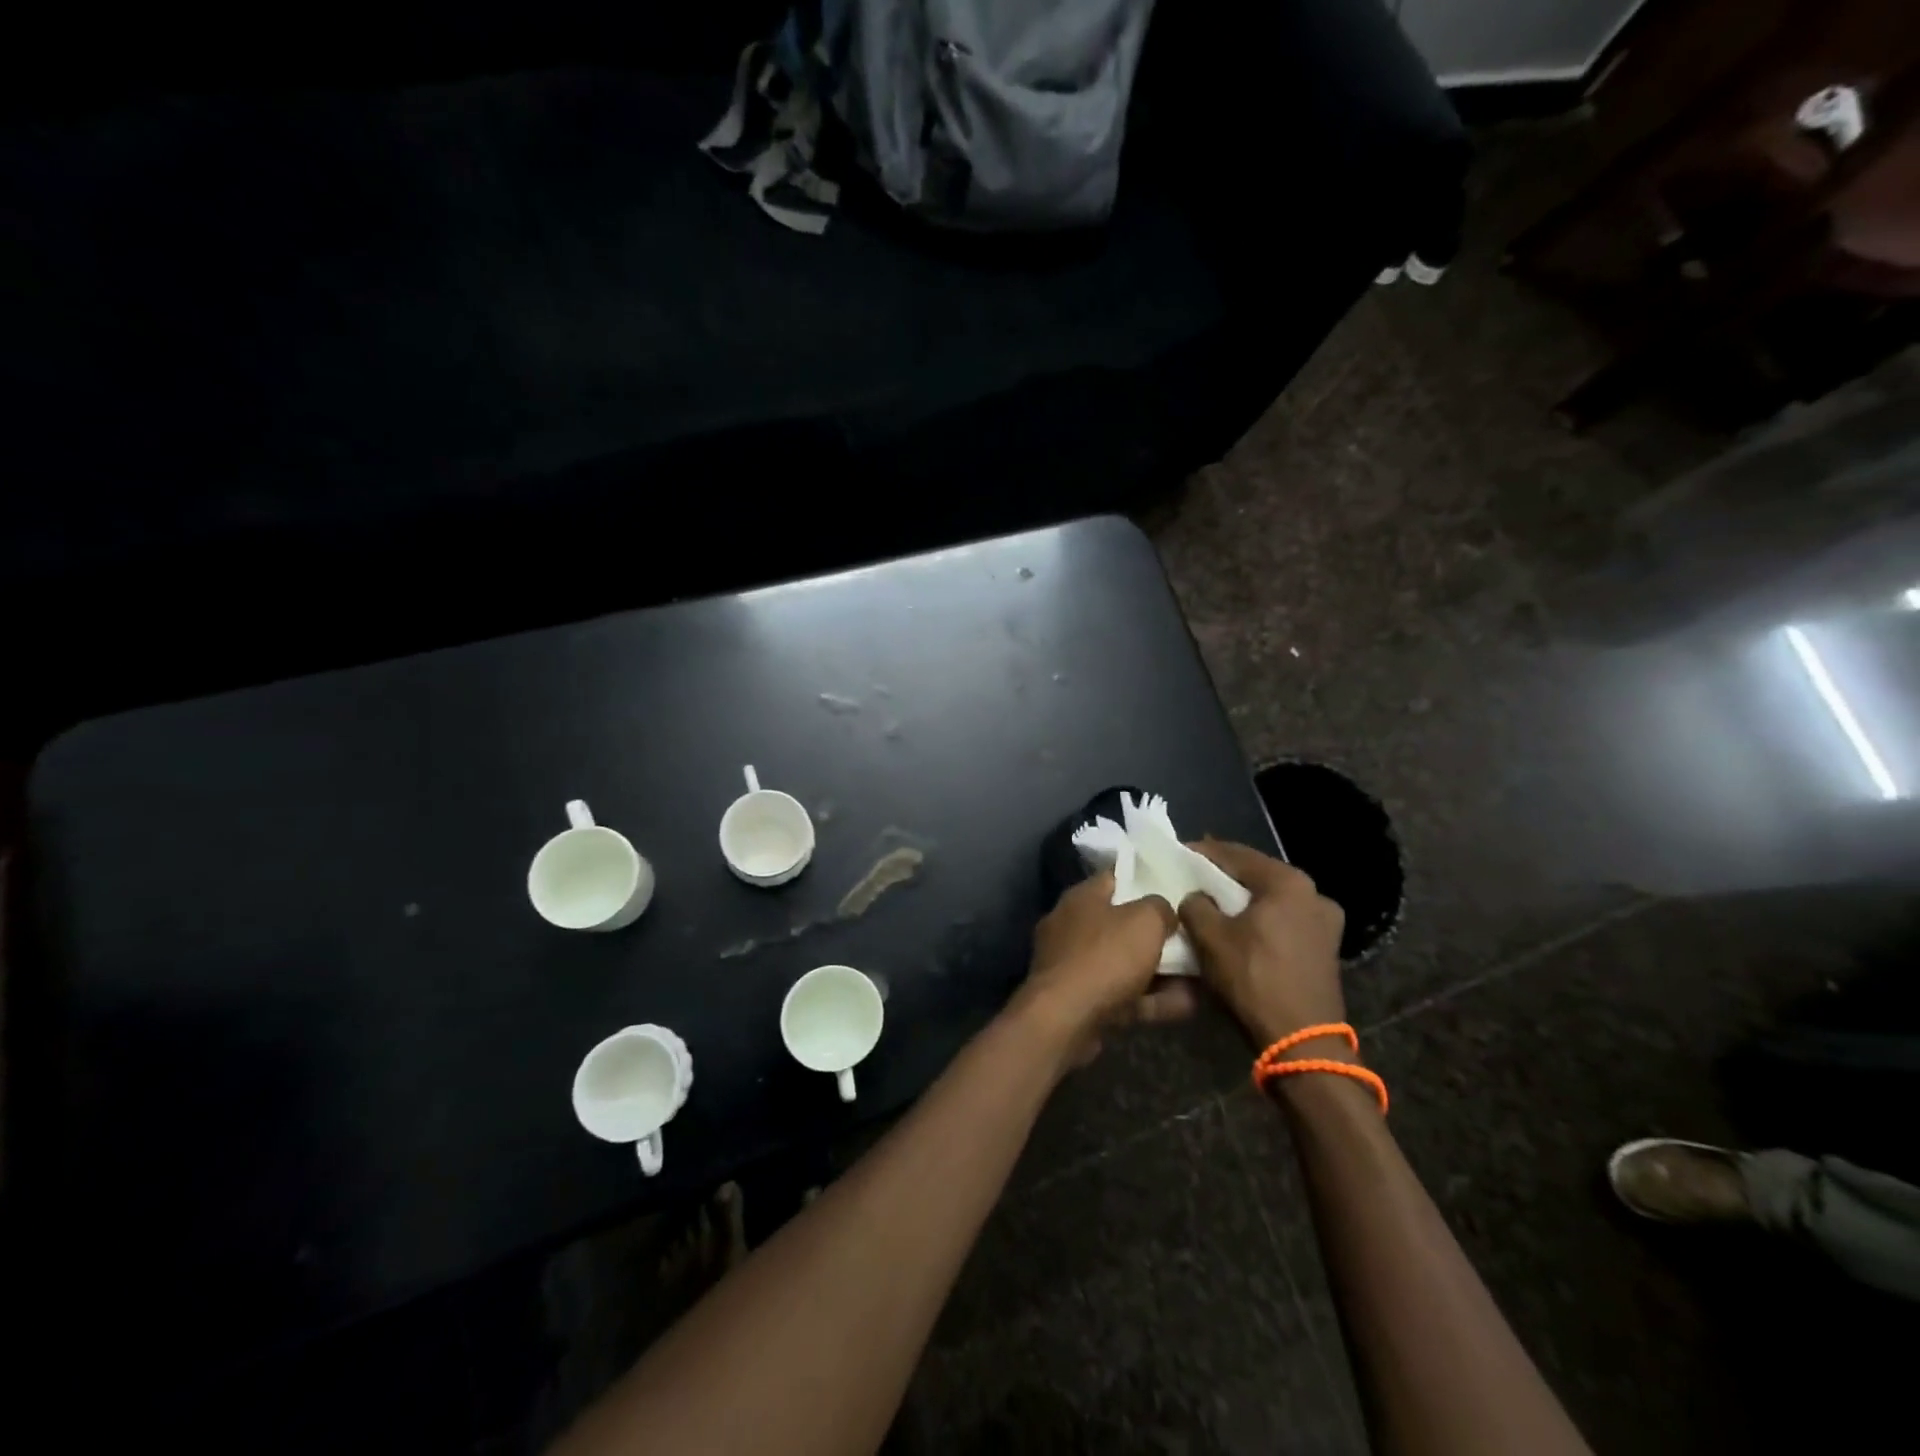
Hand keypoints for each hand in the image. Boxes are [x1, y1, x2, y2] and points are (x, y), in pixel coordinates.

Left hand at [1016, 873, 1188, 1064]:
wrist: (1066, 1018)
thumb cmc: (1105, 956)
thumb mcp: (1145, 921)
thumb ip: (1160, 908)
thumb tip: (1164, 913)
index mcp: (1081, 898)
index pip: (1116, 878)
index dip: (1146, 880)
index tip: (1176, 889)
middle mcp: (1072, 926)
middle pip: (1122, 924)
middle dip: (1157, 934)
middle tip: (1191, 938)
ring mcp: (1074, 966)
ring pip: (1125, 963)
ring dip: (1161, 972)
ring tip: (1200, 976)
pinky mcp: (1080, 1001)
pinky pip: (1123, 994)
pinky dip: (1152, 999)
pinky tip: (1187, 1005)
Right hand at [1177, 840, 1346, 1053]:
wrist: (1302, 1040)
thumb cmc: (1254, 978)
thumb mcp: (1210, 937)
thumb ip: (1195, 905)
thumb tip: (1195, 898)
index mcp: (1288, 882)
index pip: (1236, 854)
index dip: (1203, 852)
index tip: (1178, 853)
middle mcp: (1314, 893)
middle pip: (1257, 875)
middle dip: (1224, 877)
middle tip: (1192, 878)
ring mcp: (1326, 922)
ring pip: (1272, 900)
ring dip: (1243, 900)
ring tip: (1212, 904)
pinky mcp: (1325, 948)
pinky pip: (1283, 921)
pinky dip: (1260, 920)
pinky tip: (1239, 929)